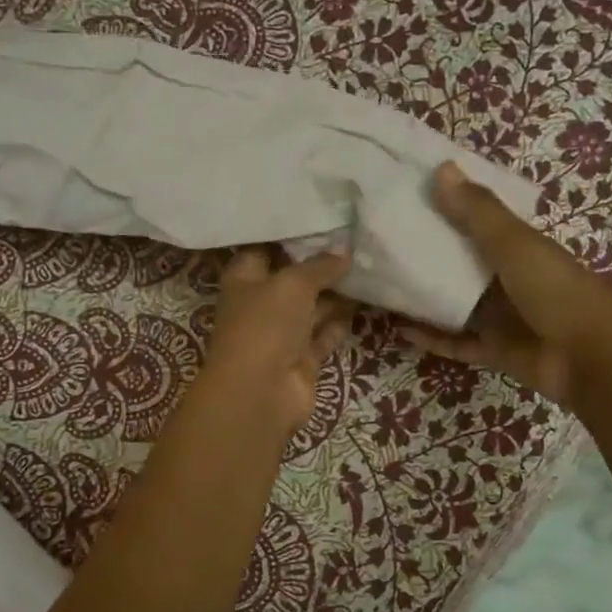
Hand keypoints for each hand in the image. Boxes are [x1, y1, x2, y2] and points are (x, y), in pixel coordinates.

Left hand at [203, 247, 353, 434]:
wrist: (260, 392)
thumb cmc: (265, 325)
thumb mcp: (292, 283)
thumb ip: (320, 266)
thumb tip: (344, 252)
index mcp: (244, 280)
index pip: (264, 250)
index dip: (290, 237)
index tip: (321, 220)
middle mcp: (261, 305)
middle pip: (292, 280)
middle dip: (320, 264)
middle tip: (356, 242)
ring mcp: (281, 334)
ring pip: (312, 307)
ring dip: (336, 293)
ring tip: (367, 267)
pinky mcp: (302, 359)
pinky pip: (324, 334)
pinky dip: (340, 321)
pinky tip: (365, 301)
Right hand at [401, 162, 611, 409]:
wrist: (589, 359)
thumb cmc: (555, 291)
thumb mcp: (515, 245)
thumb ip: (478, 212)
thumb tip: (441, 167)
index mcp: (519, 247)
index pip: (479, 221)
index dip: (449, 207)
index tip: (409, 196)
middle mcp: (507, 279)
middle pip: (461, 263)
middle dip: (427, 254)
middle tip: (382, 242)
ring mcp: (500, 317)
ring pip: (454, 303)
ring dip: (423, 297)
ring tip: (382, 285)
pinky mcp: (492, 350)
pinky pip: (454, 341)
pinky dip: (430, 337)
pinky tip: (398, 329)